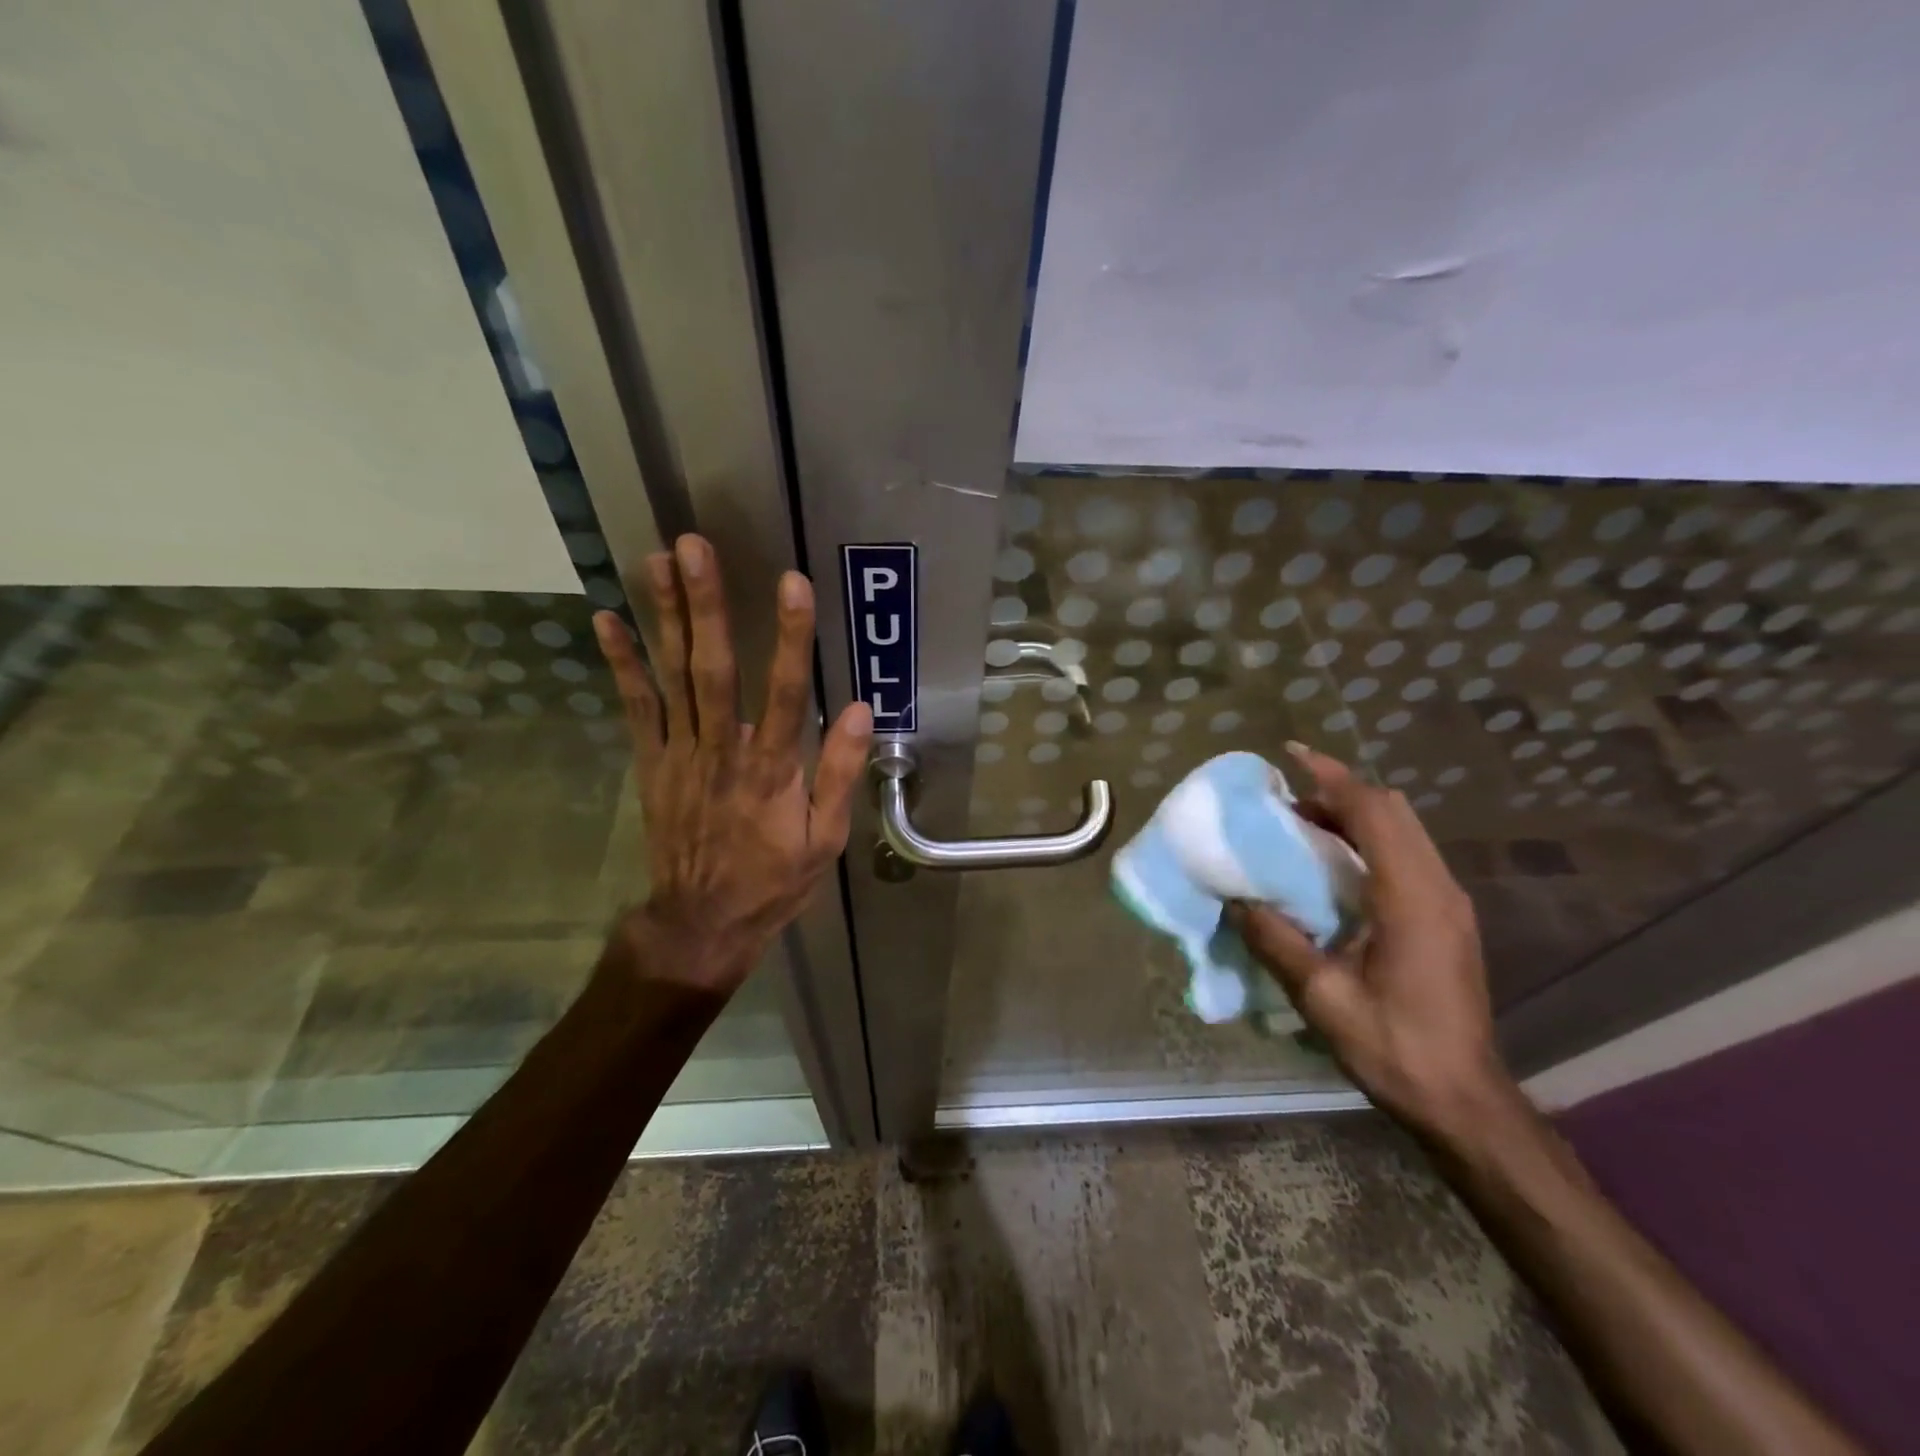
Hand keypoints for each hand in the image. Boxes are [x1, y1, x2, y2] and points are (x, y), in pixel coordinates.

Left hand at [593, 535, 872, 992]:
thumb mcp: (824, 840)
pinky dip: (622, 663)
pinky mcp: (652, 762)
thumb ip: (840, 774)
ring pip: (673, 677)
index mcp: (772, 771)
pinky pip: (636, 707)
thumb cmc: (772, 880)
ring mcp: (680, 754)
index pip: (786, 694)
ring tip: (657, 561)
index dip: (791, 638)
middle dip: (706, 606)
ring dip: (665, 618)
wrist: (701, 921)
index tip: (792, 584)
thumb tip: (861, 710)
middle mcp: (723, 752)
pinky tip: (608, 619)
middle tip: (694, 548)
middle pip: (714, 670)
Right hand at [1228, 742, 1513, 1136]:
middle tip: (1286, 801)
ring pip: (1403, 830)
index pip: (1374, 812)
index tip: (1291, 755)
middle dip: (1339, 792)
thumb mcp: (1322, 997)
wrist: (1463, 1100)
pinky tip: (1331, 868)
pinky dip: (1368, 841)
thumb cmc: (1394, 1047)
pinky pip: (1406, 855)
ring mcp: (1448, 903)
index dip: (1332, 777)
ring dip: (1354, 816)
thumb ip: (1278, 942)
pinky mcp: (1447, 919)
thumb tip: (1237, 900)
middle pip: (1393, 811)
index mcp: (1411, 898)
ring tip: (1300, 829)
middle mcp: (1438, 888)